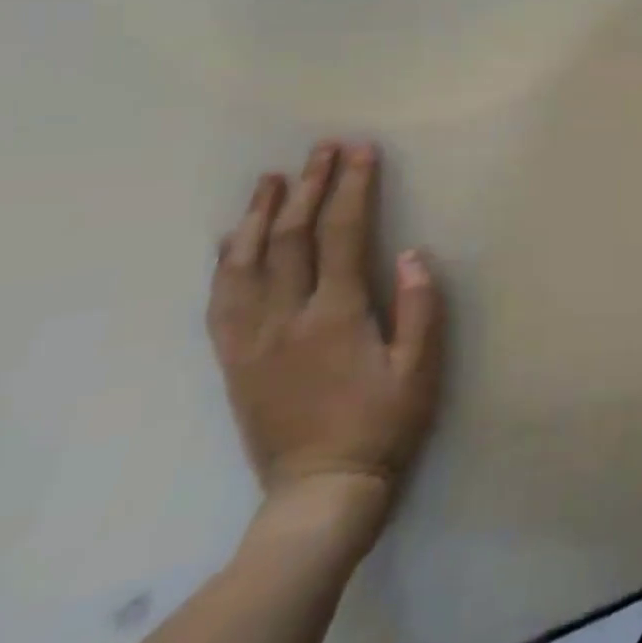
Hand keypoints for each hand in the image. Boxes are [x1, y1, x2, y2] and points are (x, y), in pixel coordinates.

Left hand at [207, 142, 442, 543]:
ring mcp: (251, 340)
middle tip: (322, 149)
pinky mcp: (234, 362)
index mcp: (335, 315)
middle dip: (309, 187)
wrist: (319, 493)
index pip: (342, 234)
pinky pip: (220, 302)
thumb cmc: (383, 425)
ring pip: (246, 263)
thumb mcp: (421, 369)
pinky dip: (224, 262)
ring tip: (272, 179)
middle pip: (291, 238)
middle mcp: (285, 319)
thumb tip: (412, 253)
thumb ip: (419, 308)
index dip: (352, 187)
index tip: (361, 151)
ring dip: (260, 215)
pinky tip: (230, 240)